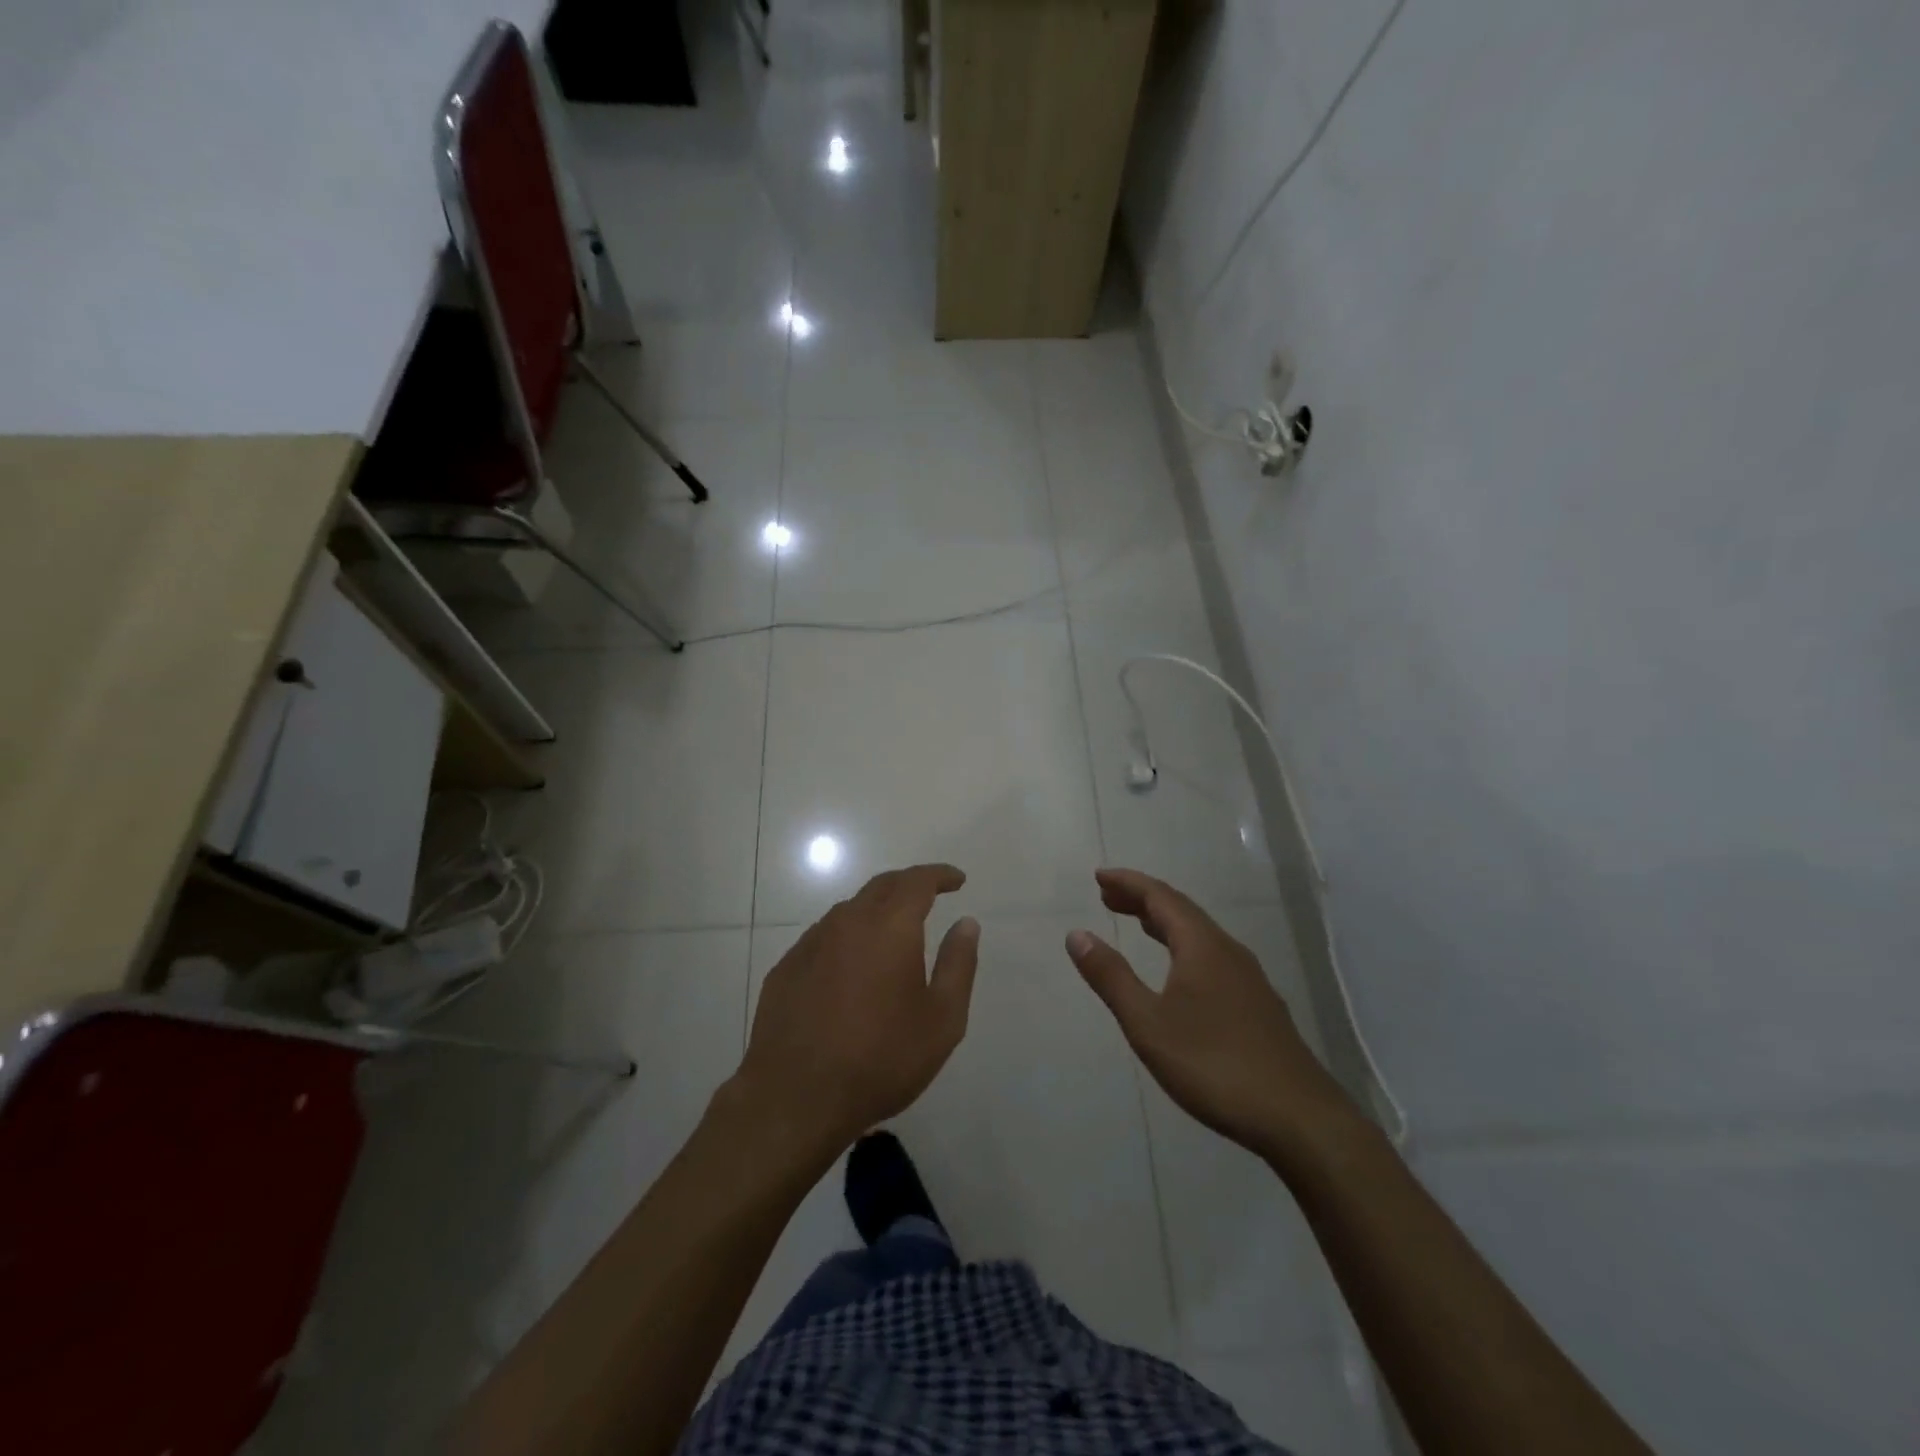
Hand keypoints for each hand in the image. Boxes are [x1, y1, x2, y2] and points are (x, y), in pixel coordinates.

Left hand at [735, 864, 978, 1155]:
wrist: (795, 1098)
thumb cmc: (880, 1059)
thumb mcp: (942, 1020)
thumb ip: (958, 964)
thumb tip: (966, 923)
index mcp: (890, 927)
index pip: (917, 881)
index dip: (940, 875)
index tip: (957, 880)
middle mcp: (848, 922)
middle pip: (881, 886)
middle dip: (909, 884)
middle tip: (930, 895)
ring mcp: (811, 943)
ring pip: (849, 910)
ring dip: (876, 910)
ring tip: (892, 931)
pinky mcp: (786, 968)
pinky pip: (824, 937)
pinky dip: (847, 937)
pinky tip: (851, 965)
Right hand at [1066, 867, 1359, 1166]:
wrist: (1299, 1119)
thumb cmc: (1214, 1065)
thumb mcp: (1148, 1023)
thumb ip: (1111, 977)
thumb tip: (1077, 934)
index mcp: (1202, 946)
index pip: (1160, 897)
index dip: (1128, 883)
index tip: (1099, 875)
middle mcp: (1228, 952)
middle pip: (1181, 911)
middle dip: (1143, 899)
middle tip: (1108, 896)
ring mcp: (1249, 979)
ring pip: (1200, 935)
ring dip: (1164, 923)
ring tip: (1137, 923)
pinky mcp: (1258, 1005)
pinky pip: (1212, 957)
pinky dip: (1183, 947)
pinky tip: (1179, 973)